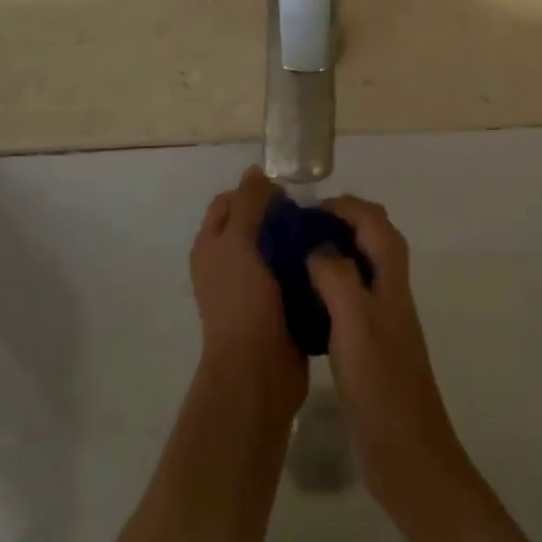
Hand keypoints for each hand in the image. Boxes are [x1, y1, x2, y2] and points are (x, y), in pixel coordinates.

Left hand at [192, 167, 305, 418]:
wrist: (257, 371)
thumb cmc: (242, 302)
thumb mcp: (239, 244)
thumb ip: (248, 205)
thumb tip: (255, 170)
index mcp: (212, 247)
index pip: (228, 202)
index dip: (253, 190)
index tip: (287, 191)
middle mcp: (228, 264)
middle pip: (254, 224)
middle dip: (281, 214)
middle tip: (313, 211)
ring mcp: (253, 287)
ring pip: (276, 250)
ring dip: (298, 240)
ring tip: (327, 232)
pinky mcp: (277, 307)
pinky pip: (292, 276)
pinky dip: (307, 265)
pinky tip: (330, 259)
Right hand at [306, 196, 471, 523]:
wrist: (406, 453)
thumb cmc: (380, 384)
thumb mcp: (354, 322)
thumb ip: (337, 276)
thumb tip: (318, 247)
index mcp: (391, 282)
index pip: (375, 222)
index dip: (345, 207)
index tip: (307, 210)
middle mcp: (390, 293)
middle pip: (373, 238)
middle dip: (340, 222)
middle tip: (298, 230)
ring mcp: (382, 320)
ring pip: (362, 267)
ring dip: (334, 252)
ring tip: (294, 257)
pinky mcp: (370, 345)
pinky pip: (351, 297)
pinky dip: (330, 285)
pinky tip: (303, 301)